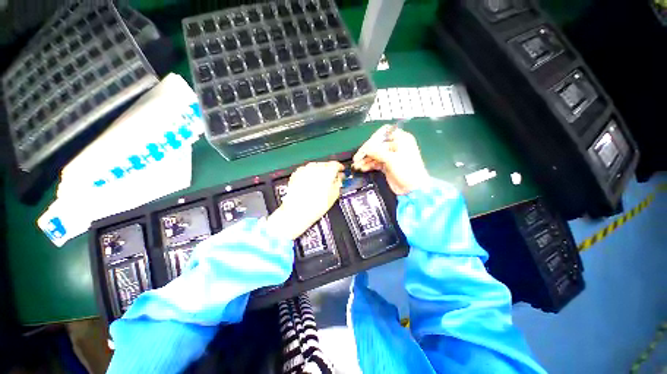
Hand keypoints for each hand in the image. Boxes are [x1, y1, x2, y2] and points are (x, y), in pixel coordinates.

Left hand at [267, 161, 343, 239]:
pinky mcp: (296, 174)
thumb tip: (339, 178)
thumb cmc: (315, 206)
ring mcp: (305, 170)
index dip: (340, 168)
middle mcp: (316, 168)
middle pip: (326, 164)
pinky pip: (306, 170)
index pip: (336, 164)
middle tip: (332, 179)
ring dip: (319, 171)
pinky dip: (309, 174)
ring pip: (315, 166)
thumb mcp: (334, 195)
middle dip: (329, 170)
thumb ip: (338, 183)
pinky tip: (311, 182)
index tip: (340, 171)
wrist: (297, 211)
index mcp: (327, 171)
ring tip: (320, 182)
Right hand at [352, 125, 429, 194]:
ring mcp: (391, 156)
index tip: (366, 146)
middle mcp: (395, 146)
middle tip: (357, 158)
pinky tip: (362, 168)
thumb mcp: (392, 159)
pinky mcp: (387, 165)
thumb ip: (377, 152)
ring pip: (375, 154)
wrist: (413, 189)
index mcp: (401, 139)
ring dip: (365, 160)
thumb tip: (365, 149)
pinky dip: (369, 165)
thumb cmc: (407, 170)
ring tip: (357, 165)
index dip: (374, 138)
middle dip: (366, 151)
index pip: (384, 133)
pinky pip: (375, 162)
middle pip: (377, 145)